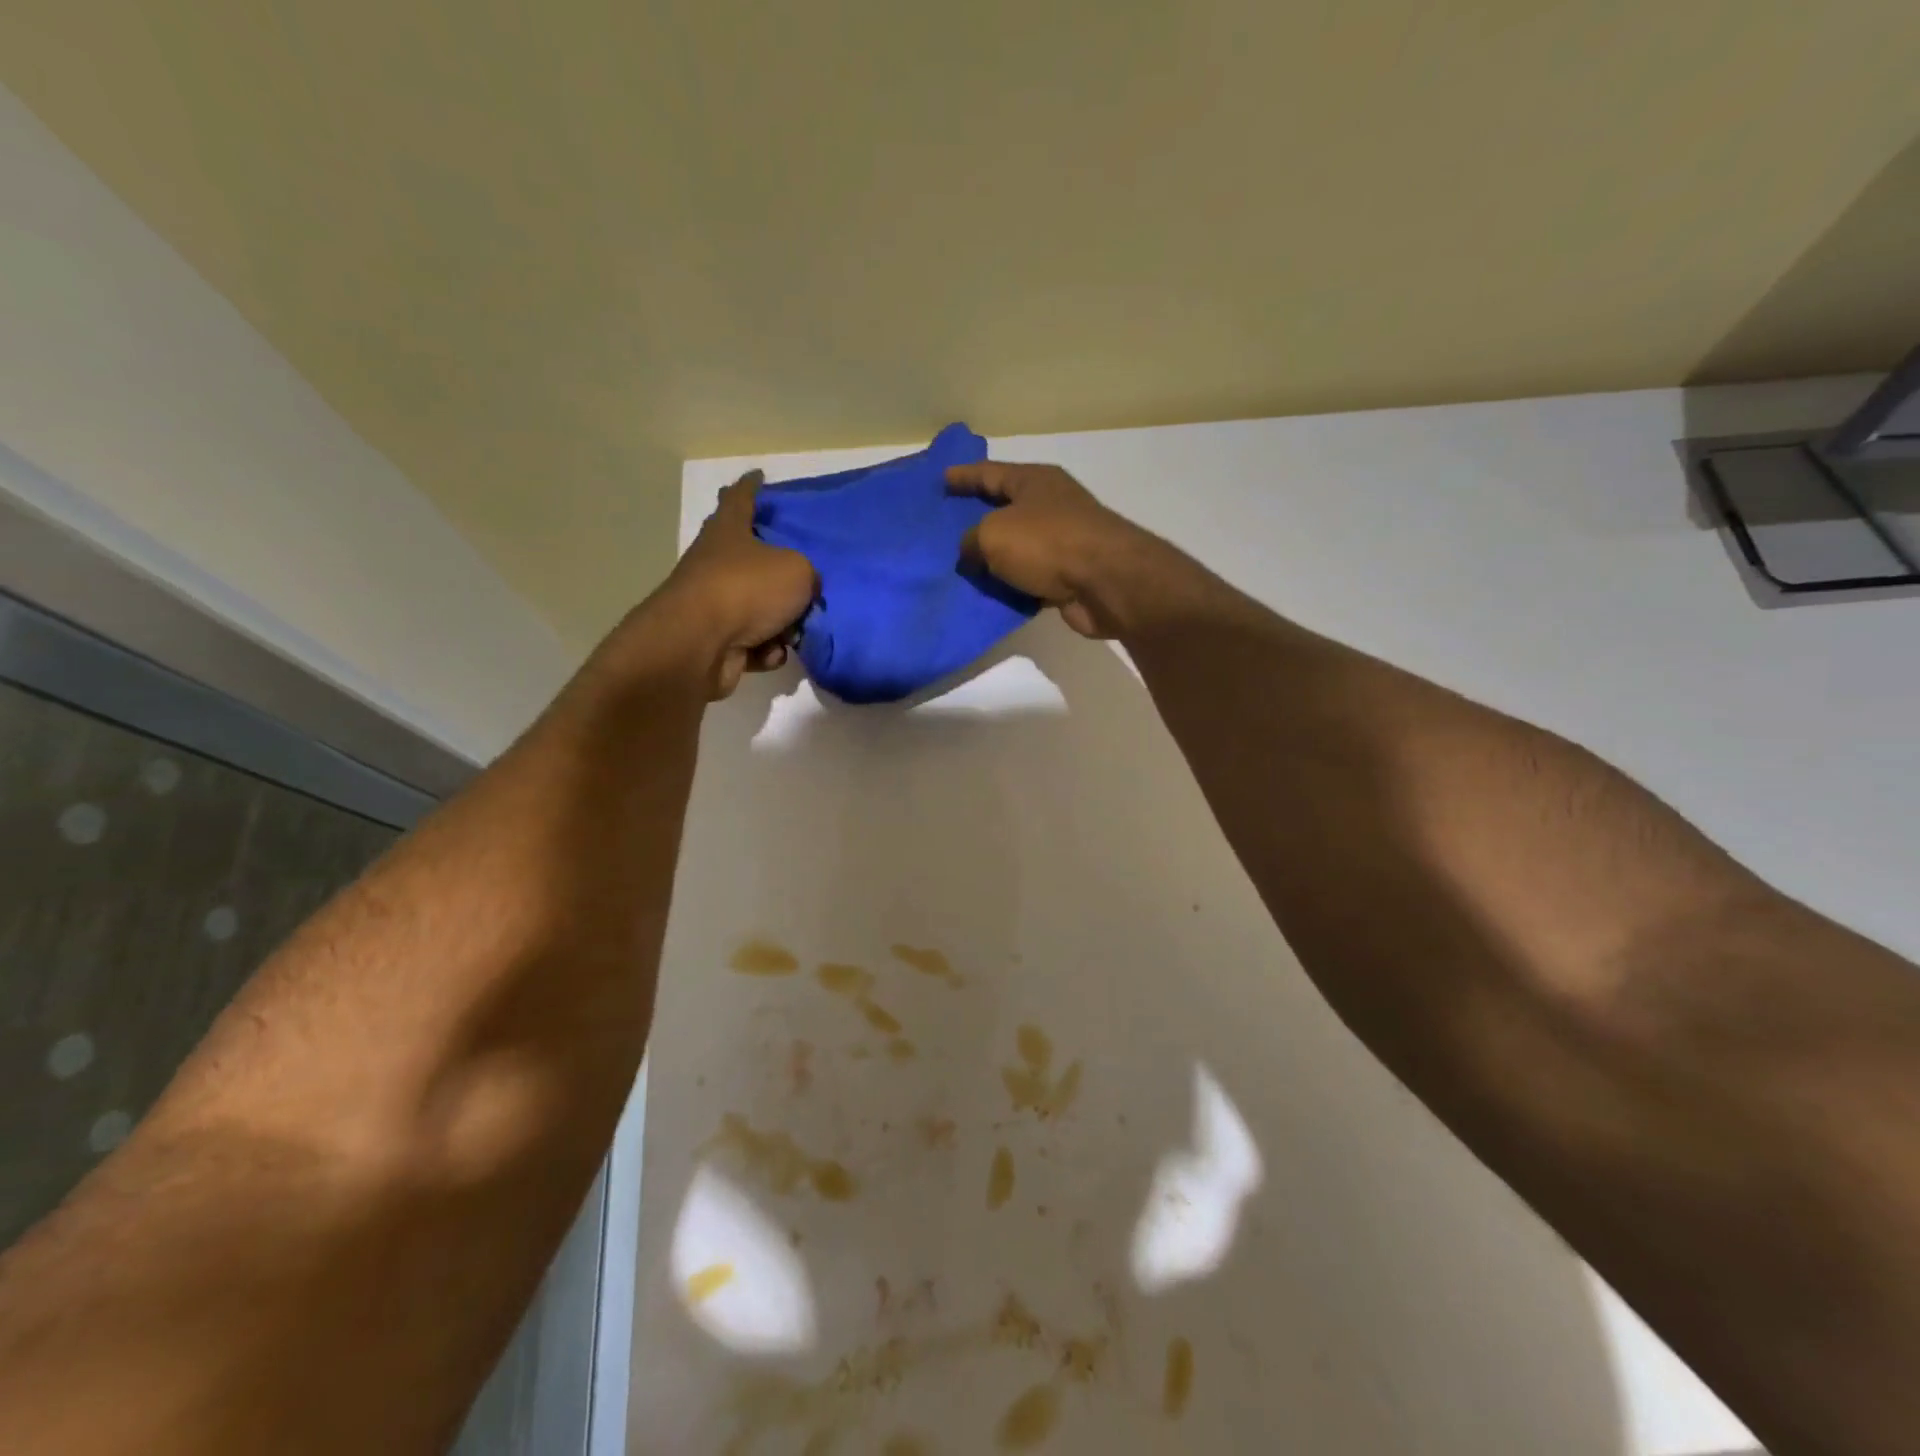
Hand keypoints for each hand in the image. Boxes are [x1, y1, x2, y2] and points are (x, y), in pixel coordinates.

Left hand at [657, 471, 816, 697]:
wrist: (700, 645)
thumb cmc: (747, 590)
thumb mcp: (798, 571)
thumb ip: (809, 574)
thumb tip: (805, 589)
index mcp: (729, 531)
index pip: (740, 498)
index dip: (752, 487)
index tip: (759, 476)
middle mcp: (716, 562)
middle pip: (752, 558)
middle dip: (778, 570)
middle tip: (804, 580)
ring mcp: (713, 603)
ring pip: (758, 607)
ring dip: (780, 622)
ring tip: (792, 631)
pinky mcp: (714, 641)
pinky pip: (753, 642)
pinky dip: (766, 649)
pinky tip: (770, 653)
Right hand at [946, 461, 1154, 638]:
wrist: (1106, 583)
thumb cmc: (1047, 543)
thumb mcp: (993, 534)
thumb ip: (971, 541)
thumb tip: (970, 554)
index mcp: (1034, 481)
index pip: (990, 473)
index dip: (964, 476)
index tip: (941, 480)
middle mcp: (1050, 505)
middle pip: (1006, 508)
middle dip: (977, 517)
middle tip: (945, 528)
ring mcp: (1063, 541)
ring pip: (1018, 547)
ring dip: (994, 558)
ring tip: (961, 567)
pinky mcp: (1069, 576)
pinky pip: (1030, 577)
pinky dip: (1012, 584)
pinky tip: (989, 594)